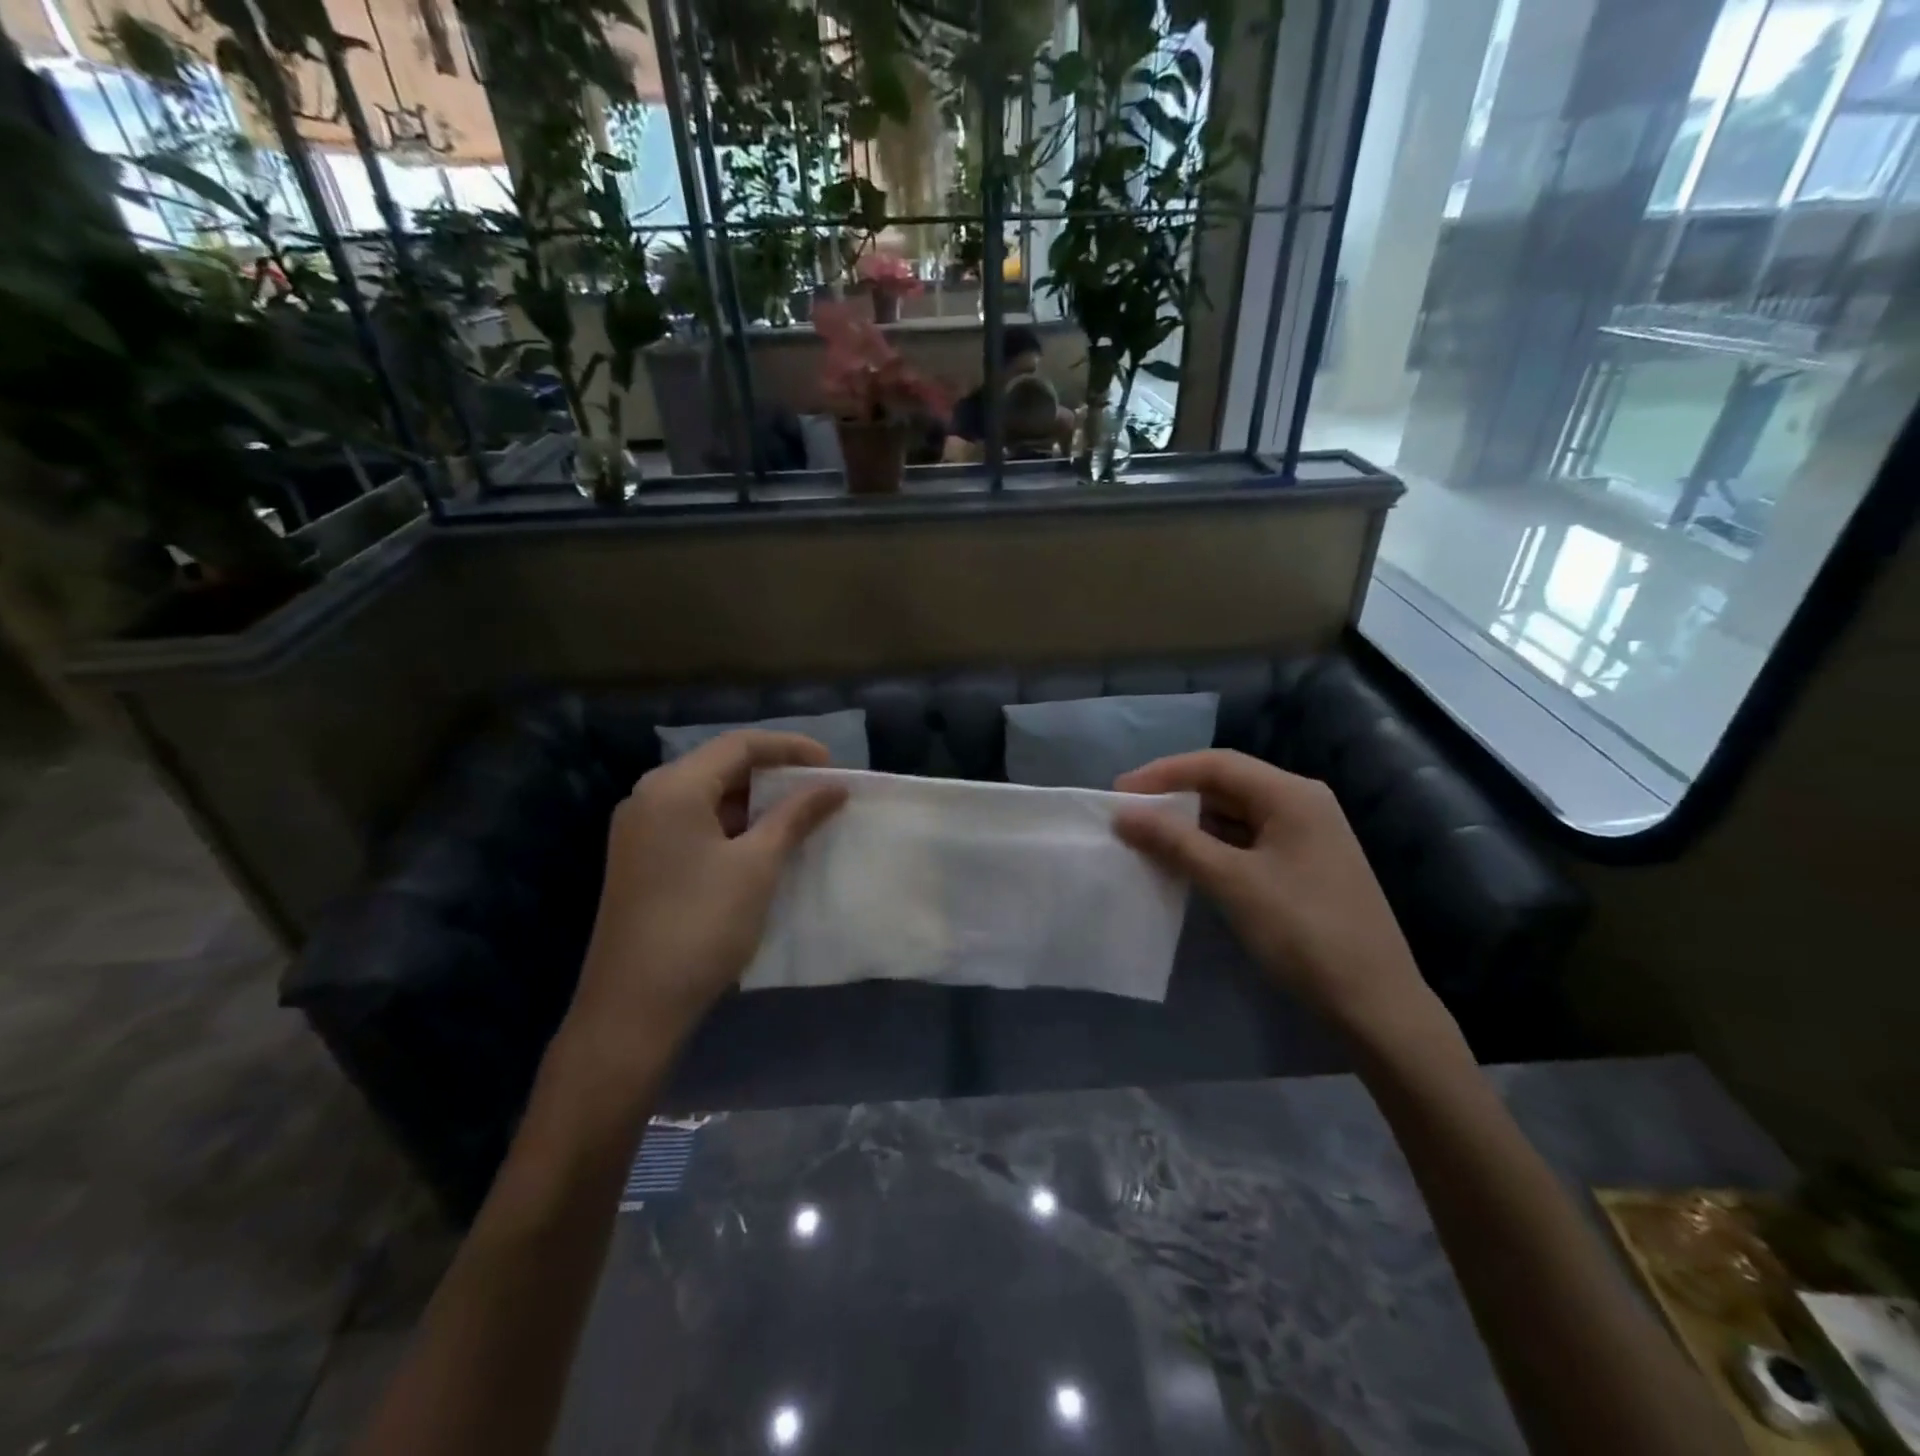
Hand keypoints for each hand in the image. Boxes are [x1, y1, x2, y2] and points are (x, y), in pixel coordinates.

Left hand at [568, 731, 847, 1052]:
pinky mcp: (641, 861)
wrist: (633, 1007)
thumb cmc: (701, 925)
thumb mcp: (757, 865)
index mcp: (673, 788)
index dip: (790, 748)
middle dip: (774, 774)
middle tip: (819, 790)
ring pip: (707, 797)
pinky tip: (762, 845)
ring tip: (800, 817)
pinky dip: (732, 826)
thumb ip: (795, 816)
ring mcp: (640, 831)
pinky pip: (693, 824)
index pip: (739, 745)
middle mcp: (649, 798)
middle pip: (720, 766)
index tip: (832, 765)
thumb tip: (833, 786)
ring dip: (755, 802)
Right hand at [1112, 751, 1434, 1038]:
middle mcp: (1302, 804)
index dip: (1163, 773)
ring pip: (1236, 815)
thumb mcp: (1232, 882)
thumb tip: (1123, 815)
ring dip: (1191, 823)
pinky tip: (1183, 861)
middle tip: (1128, 814)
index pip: (1216, 765)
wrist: (1374, 1003)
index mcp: (1292, 795)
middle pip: (1227, 785)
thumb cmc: (1302, 931)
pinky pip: (1247, 841)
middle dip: (1174, 797)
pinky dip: (1212, 846)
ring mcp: (1306, 836)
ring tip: (1146, 836)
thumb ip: (1174, 842)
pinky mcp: (1303, 866)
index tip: (1118, 793)